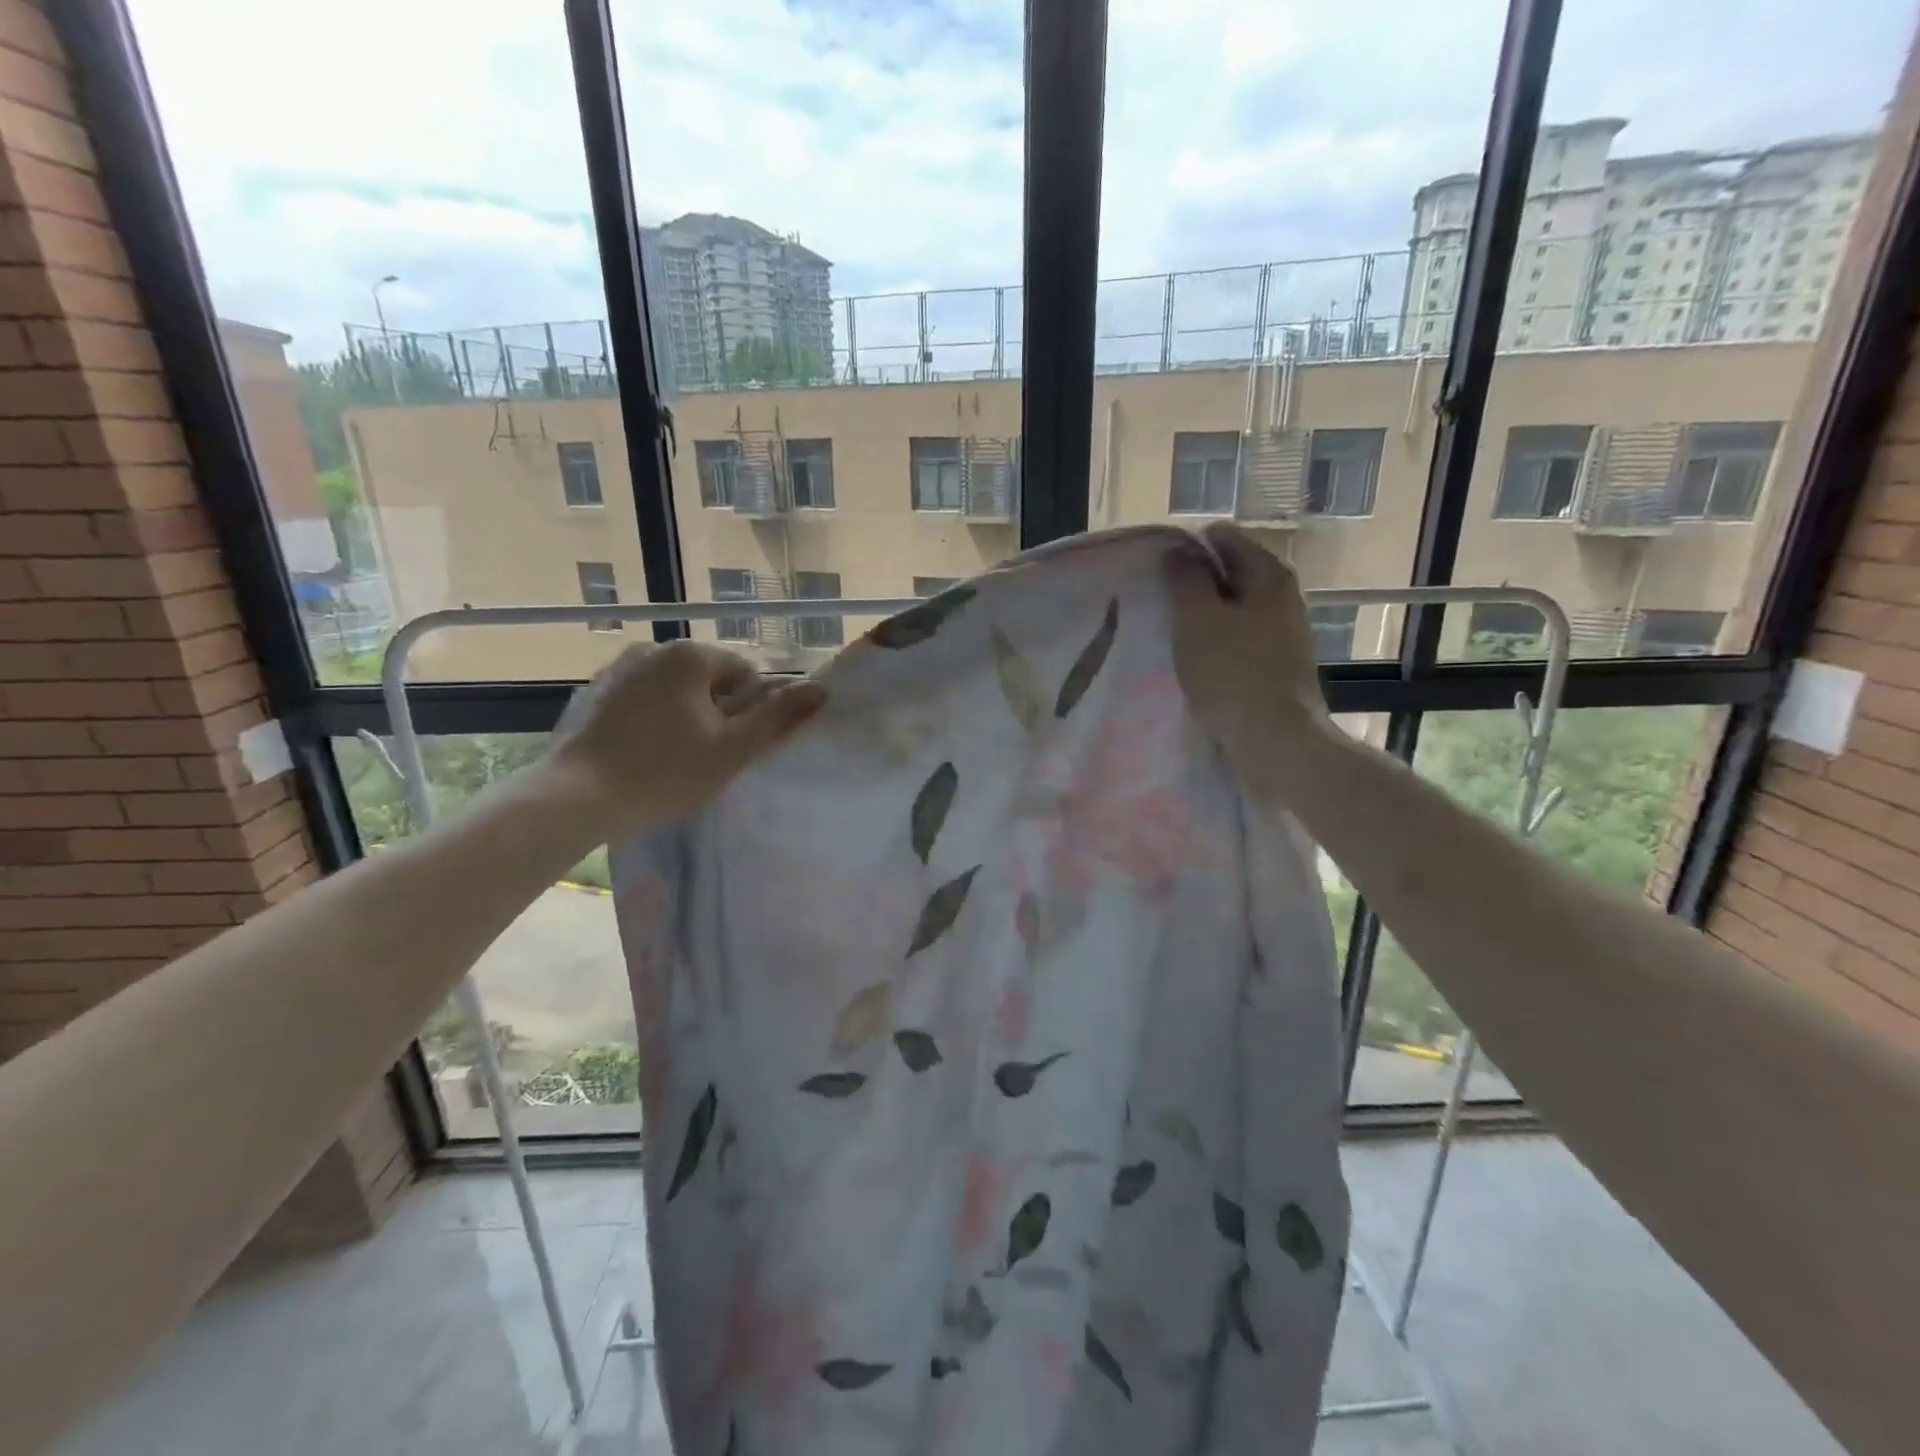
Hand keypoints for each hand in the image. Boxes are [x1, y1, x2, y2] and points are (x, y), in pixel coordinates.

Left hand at [546, 641, 825, 831]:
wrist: (576, 798)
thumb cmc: (665, 772)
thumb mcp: (732, 749)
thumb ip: (778, 717)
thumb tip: (821, 690)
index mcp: (691, 655)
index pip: (746, 673)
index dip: (751, 710)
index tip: (737, 746)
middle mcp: (654, 648)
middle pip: (710, 679)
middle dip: (718, 711)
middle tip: (709, 756)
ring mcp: (619, 668)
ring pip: (675, 689)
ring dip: (687, 715)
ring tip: (676, 758)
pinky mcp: (595, 692)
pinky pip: (643, 699)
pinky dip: (654, 719)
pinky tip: (645, 753)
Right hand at [1165, 522, 1333, 783]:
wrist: (1276, 740)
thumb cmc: (1232, 673)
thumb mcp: (1197, 618)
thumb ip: (1185, 578)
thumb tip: (1178, 550)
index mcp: (1268, 573)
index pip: (1223, 537)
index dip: (1186, 548)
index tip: (1157, 572)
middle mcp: (1284, 594)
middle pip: (1231, 571)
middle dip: (1194, 582)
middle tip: (1159, 602)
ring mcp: (1285, 630)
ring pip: (1235, 607)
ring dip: (1204, 615)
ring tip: (1172, 632)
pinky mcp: (1280, 663)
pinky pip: (1241, 636)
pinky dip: (1218, 640)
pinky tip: (1197, 659)